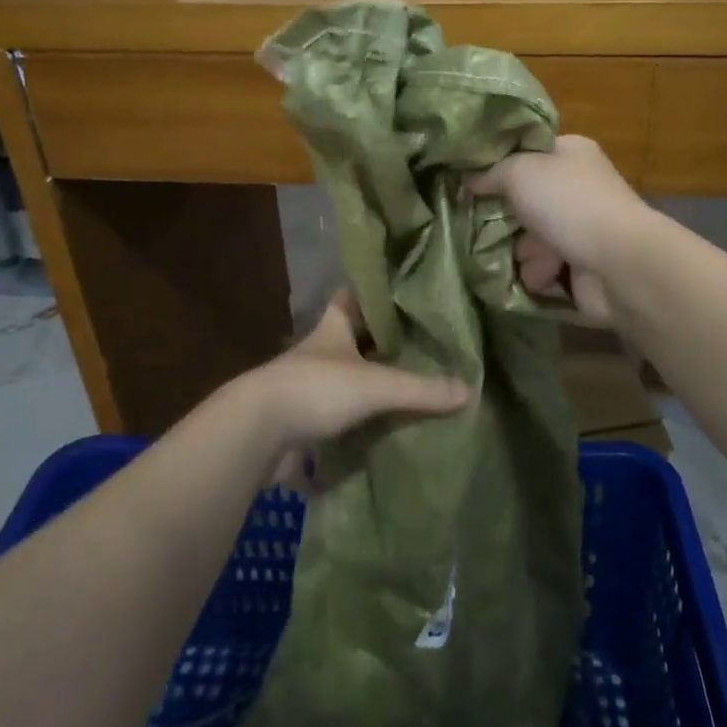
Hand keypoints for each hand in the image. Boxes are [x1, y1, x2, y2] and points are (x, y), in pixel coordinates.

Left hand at [241, 293, 468, 482]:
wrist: (256, 433)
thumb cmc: (314, 389)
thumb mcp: (375, 384)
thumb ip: (420, 388)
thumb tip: (470, 390)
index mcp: (333, 328)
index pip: (352, 297)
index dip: (374, 292)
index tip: (405, 292)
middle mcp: (320, 352)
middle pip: (355, 340)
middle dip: (383, 343)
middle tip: (425, 346)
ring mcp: (310, 387)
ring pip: (348, 378)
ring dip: (372, 384)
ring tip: (414, 387)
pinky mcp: (305, 421)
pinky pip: (341, 415)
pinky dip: (362, 420)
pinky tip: (389, 426)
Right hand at [470, 135, 650, 326]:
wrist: (616, 263)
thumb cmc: (567, 203)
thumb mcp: (519, 171)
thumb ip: (490, 172)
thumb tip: (470, 180)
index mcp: (571, 152)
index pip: (528, 151)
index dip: (500, 164)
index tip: (470, 179)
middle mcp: (578, 187)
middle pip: (526, 199)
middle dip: (506, 217)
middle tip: (480, 224)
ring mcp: (581, 227)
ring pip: (532, 238)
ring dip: (524, 252)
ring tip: (525, 257)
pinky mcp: (582, 265)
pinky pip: (545, 268)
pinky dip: (539, 275)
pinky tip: (540, 277)